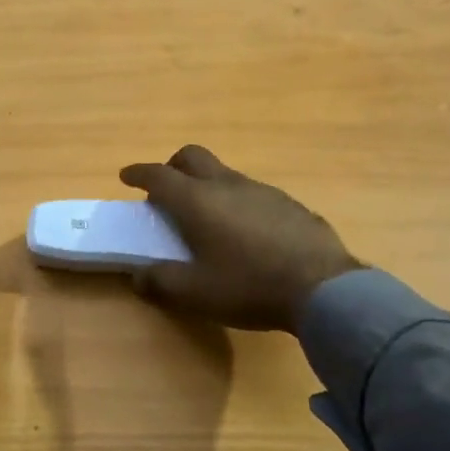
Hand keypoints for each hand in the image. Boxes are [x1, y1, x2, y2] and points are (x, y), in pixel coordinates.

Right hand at [119, 145, 360, 333]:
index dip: (138, 173)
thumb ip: (160, 282)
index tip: (126, 176)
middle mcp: (227, 185)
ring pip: (224, 173)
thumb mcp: (195, 293)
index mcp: (198, 201)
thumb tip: (139, 275)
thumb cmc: (249, 286)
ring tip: (206, 218)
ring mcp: (262, 191)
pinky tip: (246, 233)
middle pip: (193, 156)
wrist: (323, 288)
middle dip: (172, 166)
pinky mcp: (289, 204)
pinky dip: (236, 202)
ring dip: (207, 185)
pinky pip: (252, 193)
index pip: (159, 175)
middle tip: (164, 189)